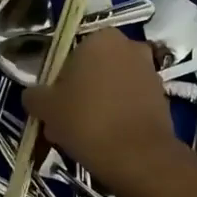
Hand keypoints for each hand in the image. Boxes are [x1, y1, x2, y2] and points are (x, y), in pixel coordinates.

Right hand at [23, 29, 182, 184]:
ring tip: (82, 137)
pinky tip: (105, 142)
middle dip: (79, 94)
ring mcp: (150, 73)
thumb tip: (33, 96)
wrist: (138, 158)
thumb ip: (34, 95)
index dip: (58, 81)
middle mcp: (130, 47)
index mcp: (101, 38)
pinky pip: (129, 104)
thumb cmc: (87, 120)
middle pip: (93, 71)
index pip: (70, 55)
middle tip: (64, 123)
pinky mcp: (162, 99)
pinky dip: (117, 117)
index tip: (53, 105)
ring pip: (111, 89)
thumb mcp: (46, 107)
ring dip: (97, 107)